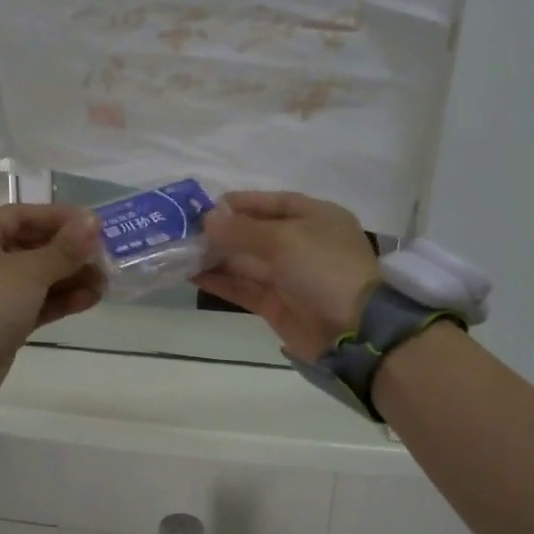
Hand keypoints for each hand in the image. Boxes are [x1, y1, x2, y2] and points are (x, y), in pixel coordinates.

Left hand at [0, 204, 103, 394]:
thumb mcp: (29, 270)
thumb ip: (65, 248)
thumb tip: (94, 221)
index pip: (23, 215)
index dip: (59, 218)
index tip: (94, 225)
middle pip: (33, 247)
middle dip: (70, 253)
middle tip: (105, 258)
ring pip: (38, 278)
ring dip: (71, 278)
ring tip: (105, 282)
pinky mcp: (3, 322)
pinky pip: (37, 303)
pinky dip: (61, 300)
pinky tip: (91, 299)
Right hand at [192, 191, 381, 360]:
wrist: (351, 330)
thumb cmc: (323, 269)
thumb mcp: (284, 239)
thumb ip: (242, 229)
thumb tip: (207, 218)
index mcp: (316, 218)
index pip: (274, 203)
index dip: (242, 203)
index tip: (207, 206)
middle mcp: (303, 244)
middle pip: (256, 233)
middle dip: (223, 231)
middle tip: (185, 230)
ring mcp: (289, 277)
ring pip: (246, 262)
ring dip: (216, 256)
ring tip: (181, 251)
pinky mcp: (277, 305)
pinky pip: (244, 287)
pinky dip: (220, 281)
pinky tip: (192, 274)